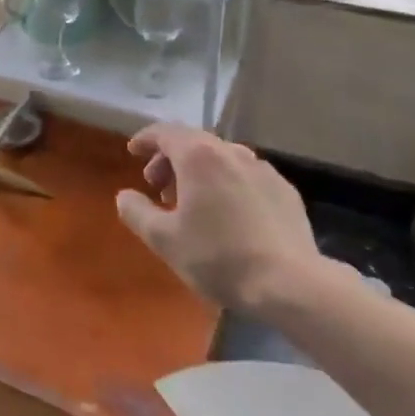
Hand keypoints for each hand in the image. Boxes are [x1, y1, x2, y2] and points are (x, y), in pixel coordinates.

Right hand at [115, 123, 334, 313]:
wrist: (290, 283)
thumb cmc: (218, 257)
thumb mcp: (164, 239)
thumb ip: (136, 212)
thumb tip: (124, 196)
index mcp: (199, 156)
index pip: (165, 132)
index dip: (145, 139)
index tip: (132, 152)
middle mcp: (232, 152)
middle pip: (193, 142)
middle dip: (170, 160)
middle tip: (158, 187)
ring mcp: (263, 169)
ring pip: (221, 158)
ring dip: (199, 172)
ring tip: (191, 202)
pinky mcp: (284, 190)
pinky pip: (245, 176)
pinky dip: (226, 183)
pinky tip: (227, 214)